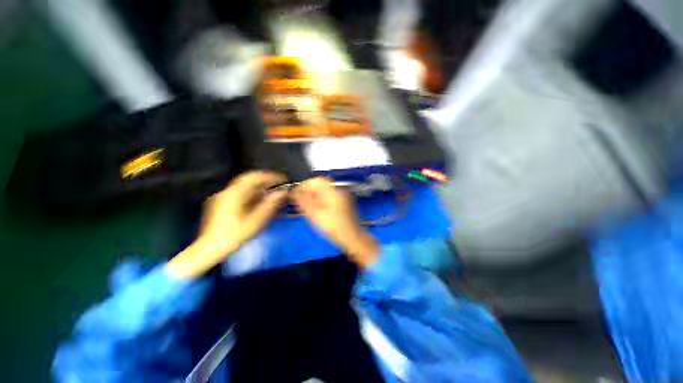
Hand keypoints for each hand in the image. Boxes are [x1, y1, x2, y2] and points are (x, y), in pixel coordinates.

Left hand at [168, 171, 286, 277]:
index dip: (269, 177)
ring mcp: (219, 198)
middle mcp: (226, 191)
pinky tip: (252, 208)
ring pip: (240, 189)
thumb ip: (268, 206)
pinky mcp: (216, 205)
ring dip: (254, 191)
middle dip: (262, 184)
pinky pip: (234, 196)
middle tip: (276, 191)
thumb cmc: (232, 237)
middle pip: (247, 182)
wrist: (208, 249)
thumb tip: (282, 193)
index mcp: (234, 192)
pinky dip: (245, 198)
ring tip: (267, 199)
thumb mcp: (253, 223)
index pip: (254, 176)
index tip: (282, 181)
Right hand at [292, 177, 378, 267]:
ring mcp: (343, 198)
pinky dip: (320, 202)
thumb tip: (293, 192)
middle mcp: (339, 190)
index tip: (294, 193)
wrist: (352, 239)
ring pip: (324, 193)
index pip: (315, 180)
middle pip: (320, 186)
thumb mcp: (314, 214)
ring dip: (313, 197)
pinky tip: (314, 211)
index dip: (303, 185)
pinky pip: (329, 199)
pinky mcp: (344, 206)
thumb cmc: (333, 226)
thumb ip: (303, 201)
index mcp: (333, 190)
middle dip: (308, 191)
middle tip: (297, 200)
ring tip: (303, 206)